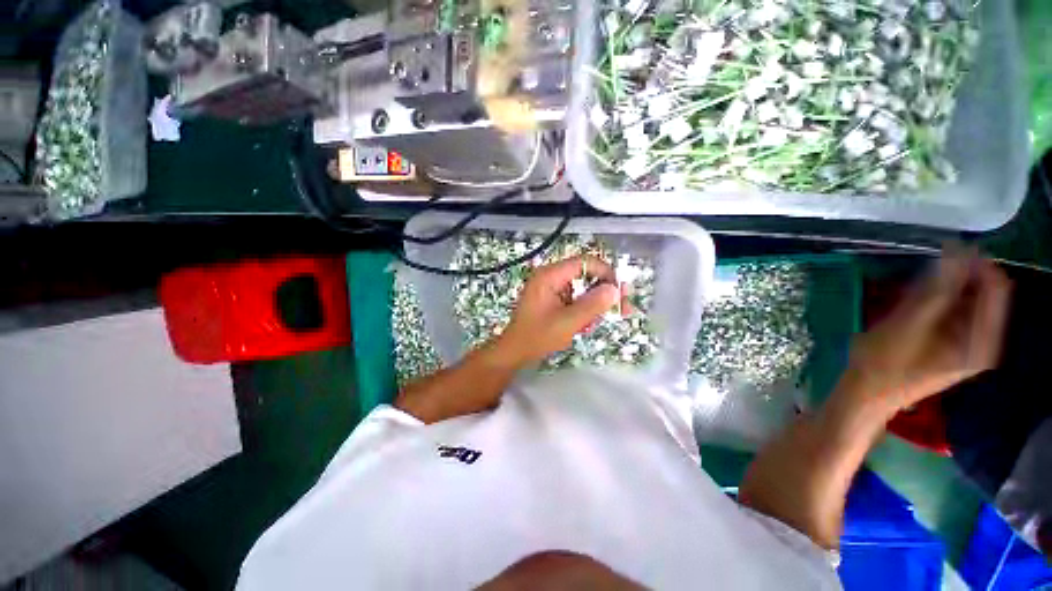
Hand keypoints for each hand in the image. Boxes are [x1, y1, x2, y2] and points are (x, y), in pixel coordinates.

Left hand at [497, 255, 623, 365]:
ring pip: (582, 288)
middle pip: (586, 275)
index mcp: (550, 276)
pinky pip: (574, 297)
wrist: (515, 351)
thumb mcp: (567, 322)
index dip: (606, 273)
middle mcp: (550, 276)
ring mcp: (551, 287)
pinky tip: (585, 325)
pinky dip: (583, 309)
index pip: (585, 263)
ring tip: (596, 323)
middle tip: (622, 307)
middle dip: (604, 292)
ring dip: (594, 304)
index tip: (620, 291)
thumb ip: (592, 305)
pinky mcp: (552, 298)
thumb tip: (615, 289)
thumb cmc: (537, 336)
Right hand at [841, 249, 1011, 415]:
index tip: (948, 247)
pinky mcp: (955, 343)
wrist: (867, 392)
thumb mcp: (908, 325)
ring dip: (945, 289)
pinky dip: (940, 300)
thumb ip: (936, 291)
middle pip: (984, 293)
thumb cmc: (883, 363)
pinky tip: (916, 304)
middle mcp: (985, 341)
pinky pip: (957, 311)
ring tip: (914, 291)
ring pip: (969, 300)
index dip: (976, 263)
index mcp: (981, 341)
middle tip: (924, 273)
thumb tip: (955, 250)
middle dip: (958, 277)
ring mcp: (971, 343)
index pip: (995, 288)